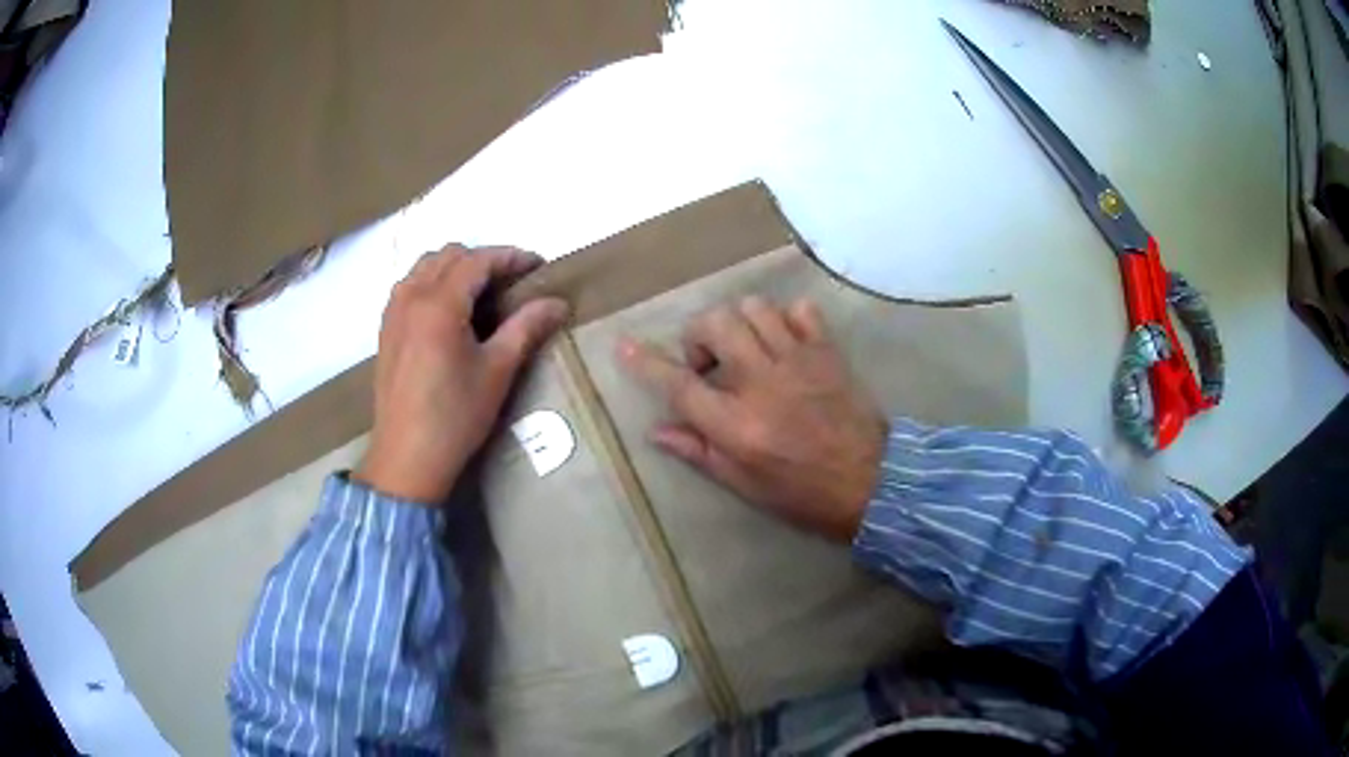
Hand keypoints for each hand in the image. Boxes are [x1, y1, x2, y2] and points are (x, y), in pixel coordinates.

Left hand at [355, 245, 569, 503]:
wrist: (407, 458)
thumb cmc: (456, 417)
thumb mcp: (497, 371)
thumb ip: (526, 327)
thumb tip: (557, 302)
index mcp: (439, 304)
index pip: (478, 260)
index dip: (511, 257)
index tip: (538, 267)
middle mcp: (411, 297)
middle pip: (449, 255)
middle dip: (483, 259)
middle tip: (512, 283)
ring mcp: (393, 313)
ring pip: (425, 266)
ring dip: (455, 267)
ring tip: (481, 293)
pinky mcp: (386, 331)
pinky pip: (409, 286)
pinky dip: (432, 282)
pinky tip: (449, 311)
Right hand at [619, 297, 886, 541]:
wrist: (872, 484)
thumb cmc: (802, 493)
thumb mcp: (744, 485)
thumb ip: (699, 452)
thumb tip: (657, 431)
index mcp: (736, 424)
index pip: (678, 385)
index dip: (646, 362)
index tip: (624, 345)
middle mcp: (761, 383)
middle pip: (715, 325)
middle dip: (700, 335)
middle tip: (709, 361)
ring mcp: (798, 361)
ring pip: (754, 308)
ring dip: (739, 322)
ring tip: (745, 347)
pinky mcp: (827, 352)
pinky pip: (801, 311)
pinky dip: (786, 318)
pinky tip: (785, 342)